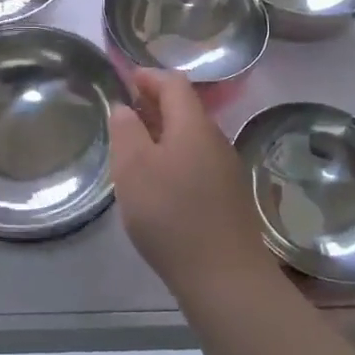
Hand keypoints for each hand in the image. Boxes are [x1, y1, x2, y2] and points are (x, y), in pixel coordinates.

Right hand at [108, 69, 280, 305]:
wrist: (224, 277)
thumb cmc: (171, 215)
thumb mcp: (133, 168)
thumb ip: (126, 130)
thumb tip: (125, 108)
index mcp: (193, 125)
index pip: (174, 83)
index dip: (149, 77)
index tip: (125, 80)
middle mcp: (215, 140)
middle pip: (185, 109)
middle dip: (155, 104)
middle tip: (125, 114)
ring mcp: (226, 169)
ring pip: (191, 137)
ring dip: (164, 133)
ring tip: (136, 148)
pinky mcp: (229, 197)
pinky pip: (198, 162)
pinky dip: (175, 158)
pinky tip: (159, 183)